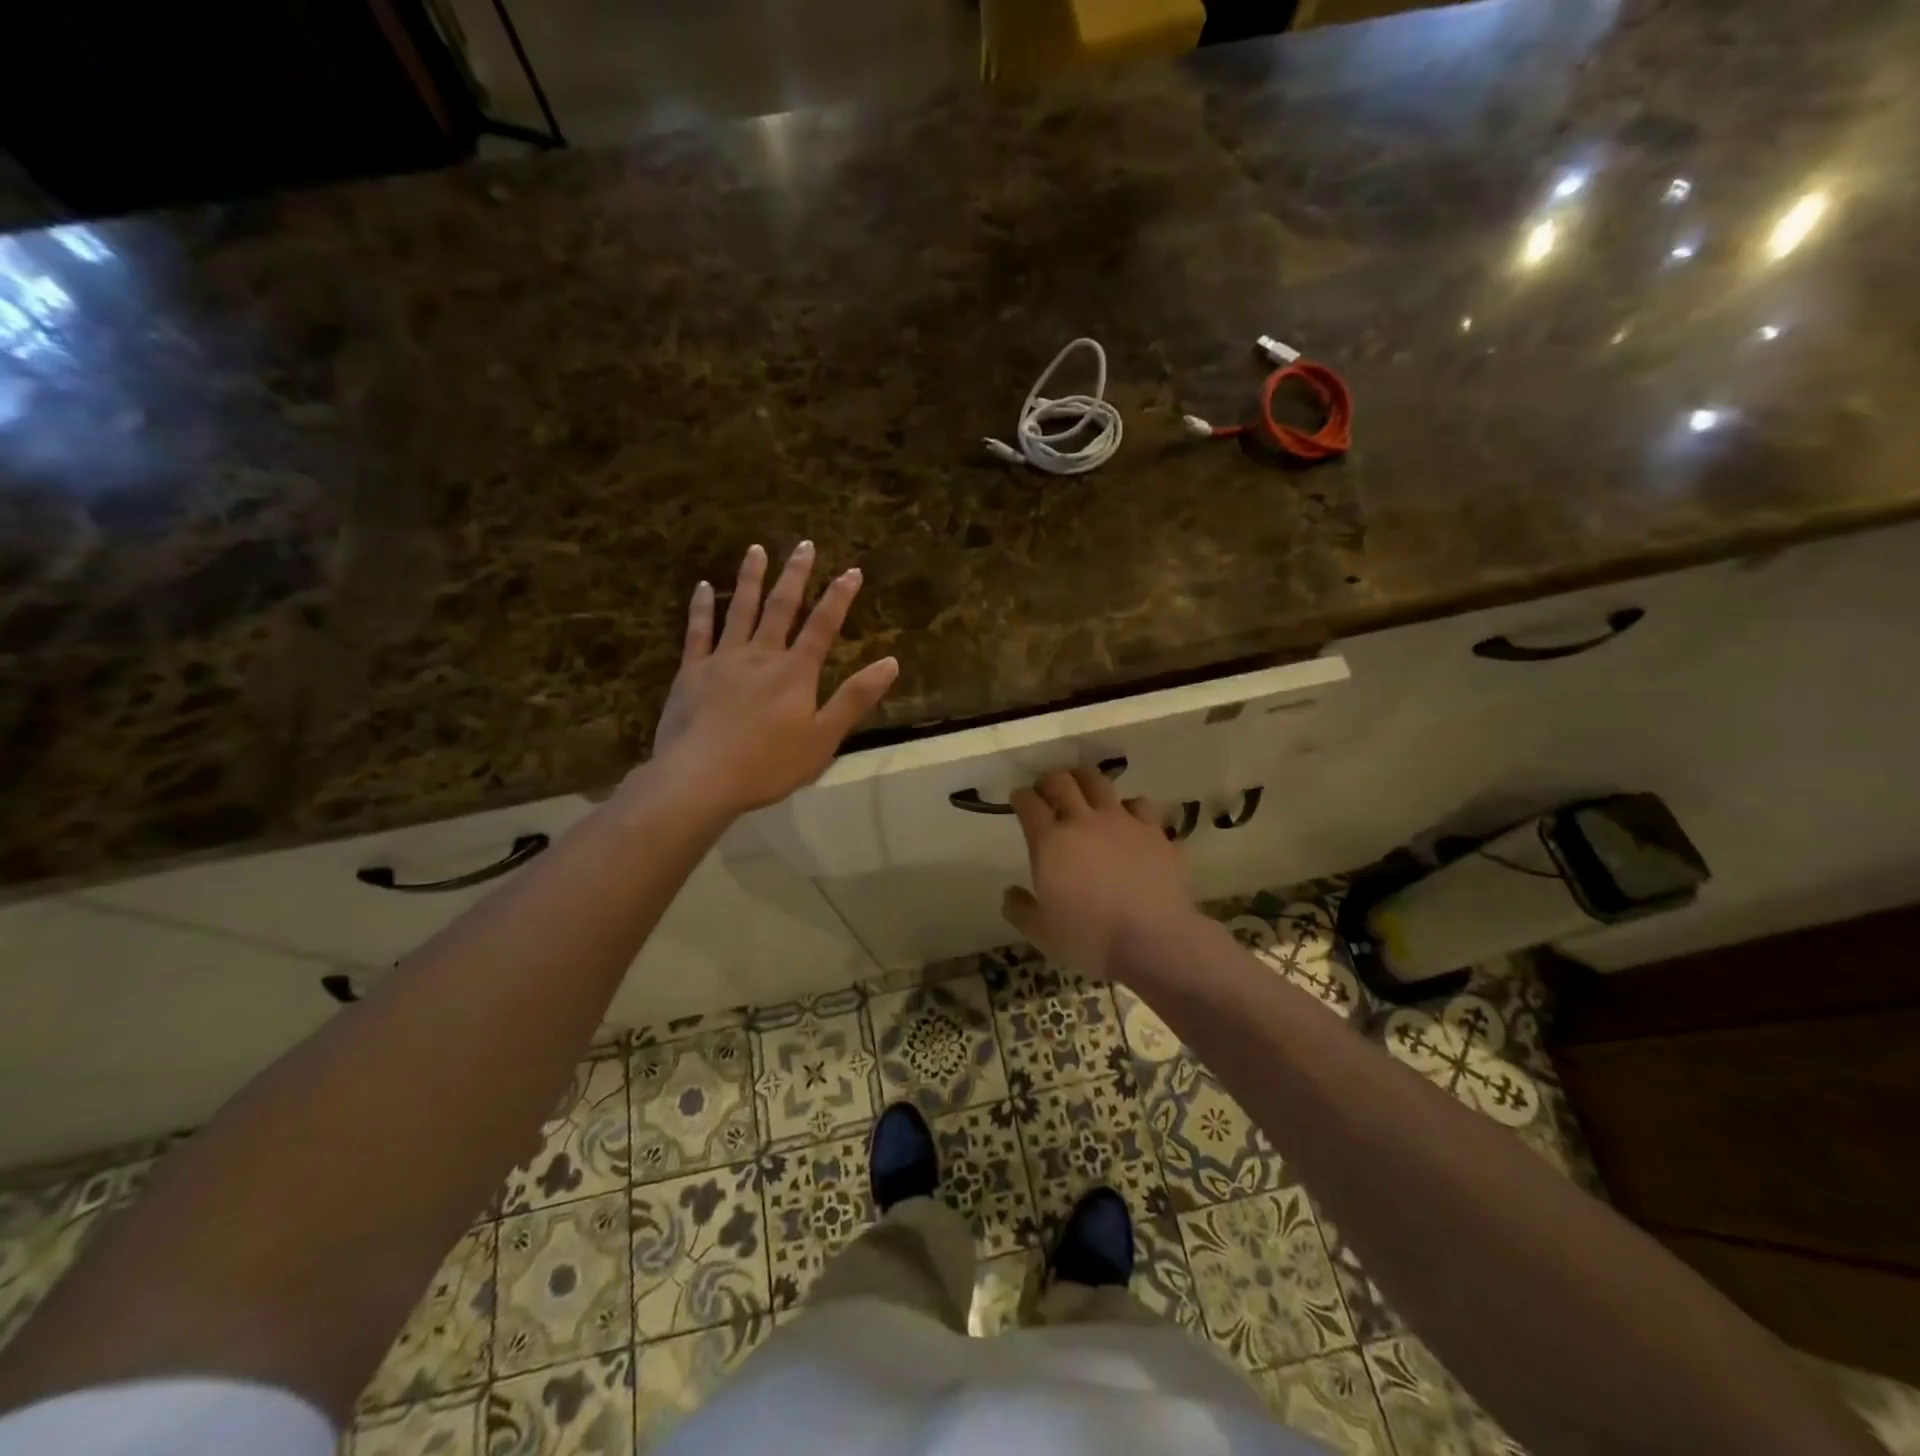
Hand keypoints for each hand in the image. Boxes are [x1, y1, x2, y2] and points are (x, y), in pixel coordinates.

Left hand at [651, 541, 898, 815]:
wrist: (700, 779)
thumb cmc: (768, 765)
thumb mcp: (823, 738)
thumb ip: (855, 698)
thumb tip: (890, 662)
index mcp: (795, 672)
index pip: (823, 626)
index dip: (839, 597)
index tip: (852, 570)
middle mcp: (761, 655)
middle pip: (781, 608)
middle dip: (795, 575)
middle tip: (804, 544)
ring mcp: (722, 660)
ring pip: (739, 610)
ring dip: (750, 578)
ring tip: (757, 549)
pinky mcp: (691, 672)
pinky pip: (697, 631)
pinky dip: (701, 607)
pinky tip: (703, 587)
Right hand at [1001, 768, 1198, 981]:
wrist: (1154, 939)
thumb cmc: (1090, 938)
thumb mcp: (1041, 933)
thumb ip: (1020, 909)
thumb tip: (1010, 893)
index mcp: (1050, 842)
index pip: (1028, 803)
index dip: (1020, 797)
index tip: (1019, 799)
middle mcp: (1084, 821)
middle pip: (1062, 782)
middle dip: (1049, 780)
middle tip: (1046, 789)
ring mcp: (1122, 822)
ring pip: (1099, 783)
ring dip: (1085, 781)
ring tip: (1083, 788)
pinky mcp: (1154, 831)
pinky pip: (1139, 805)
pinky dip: (1128, 807)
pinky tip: (1127, 818)